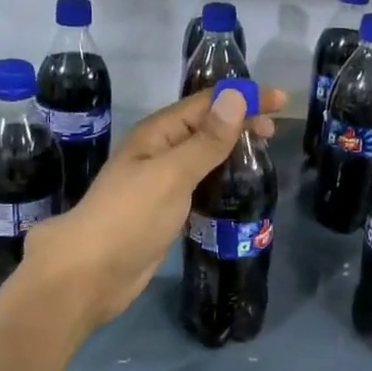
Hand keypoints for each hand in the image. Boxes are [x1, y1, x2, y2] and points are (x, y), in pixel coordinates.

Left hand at [22, 84, 287, 334]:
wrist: (90, 274)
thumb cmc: (130, 217)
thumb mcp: (172, 174)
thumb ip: (205, 140)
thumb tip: (235, 97)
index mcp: (157, 133)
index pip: (207, 103)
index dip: (243, 97)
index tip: (281, 101)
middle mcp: (159, 151)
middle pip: (205, 126)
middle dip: (239, 121)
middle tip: (273, 132)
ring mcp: (161, 182)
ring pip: (203, 155)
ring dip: (231, 149)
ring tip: (262, 154)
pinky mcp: (165, 210)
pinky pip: (200, 183)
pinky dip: (221, 178)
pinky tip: (237, 187)